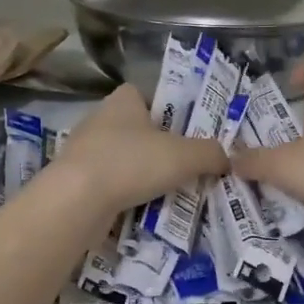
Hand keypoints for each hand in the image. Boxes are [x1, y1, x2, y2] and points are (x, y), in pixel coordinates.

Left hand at [51, 84, 230, 214]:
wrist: (76, 201)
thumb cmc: (131, 163)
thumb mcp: (184, 155)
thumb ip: (210, 153)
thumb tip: (227, 159)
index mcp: (123, 99)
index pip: (149, 95)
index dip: (170, 110)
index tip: (188, 132)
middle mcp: (100, 118)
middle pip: (138, 129)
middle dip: (160, 146)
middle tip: (187, 165)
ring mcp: (84, 150)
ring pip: (123, 158)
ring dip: (142, 173)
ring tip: (170, 191)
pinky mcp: (76, 180)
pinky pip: (110, 183)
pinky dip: (126, 193)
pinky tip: (143, 208)